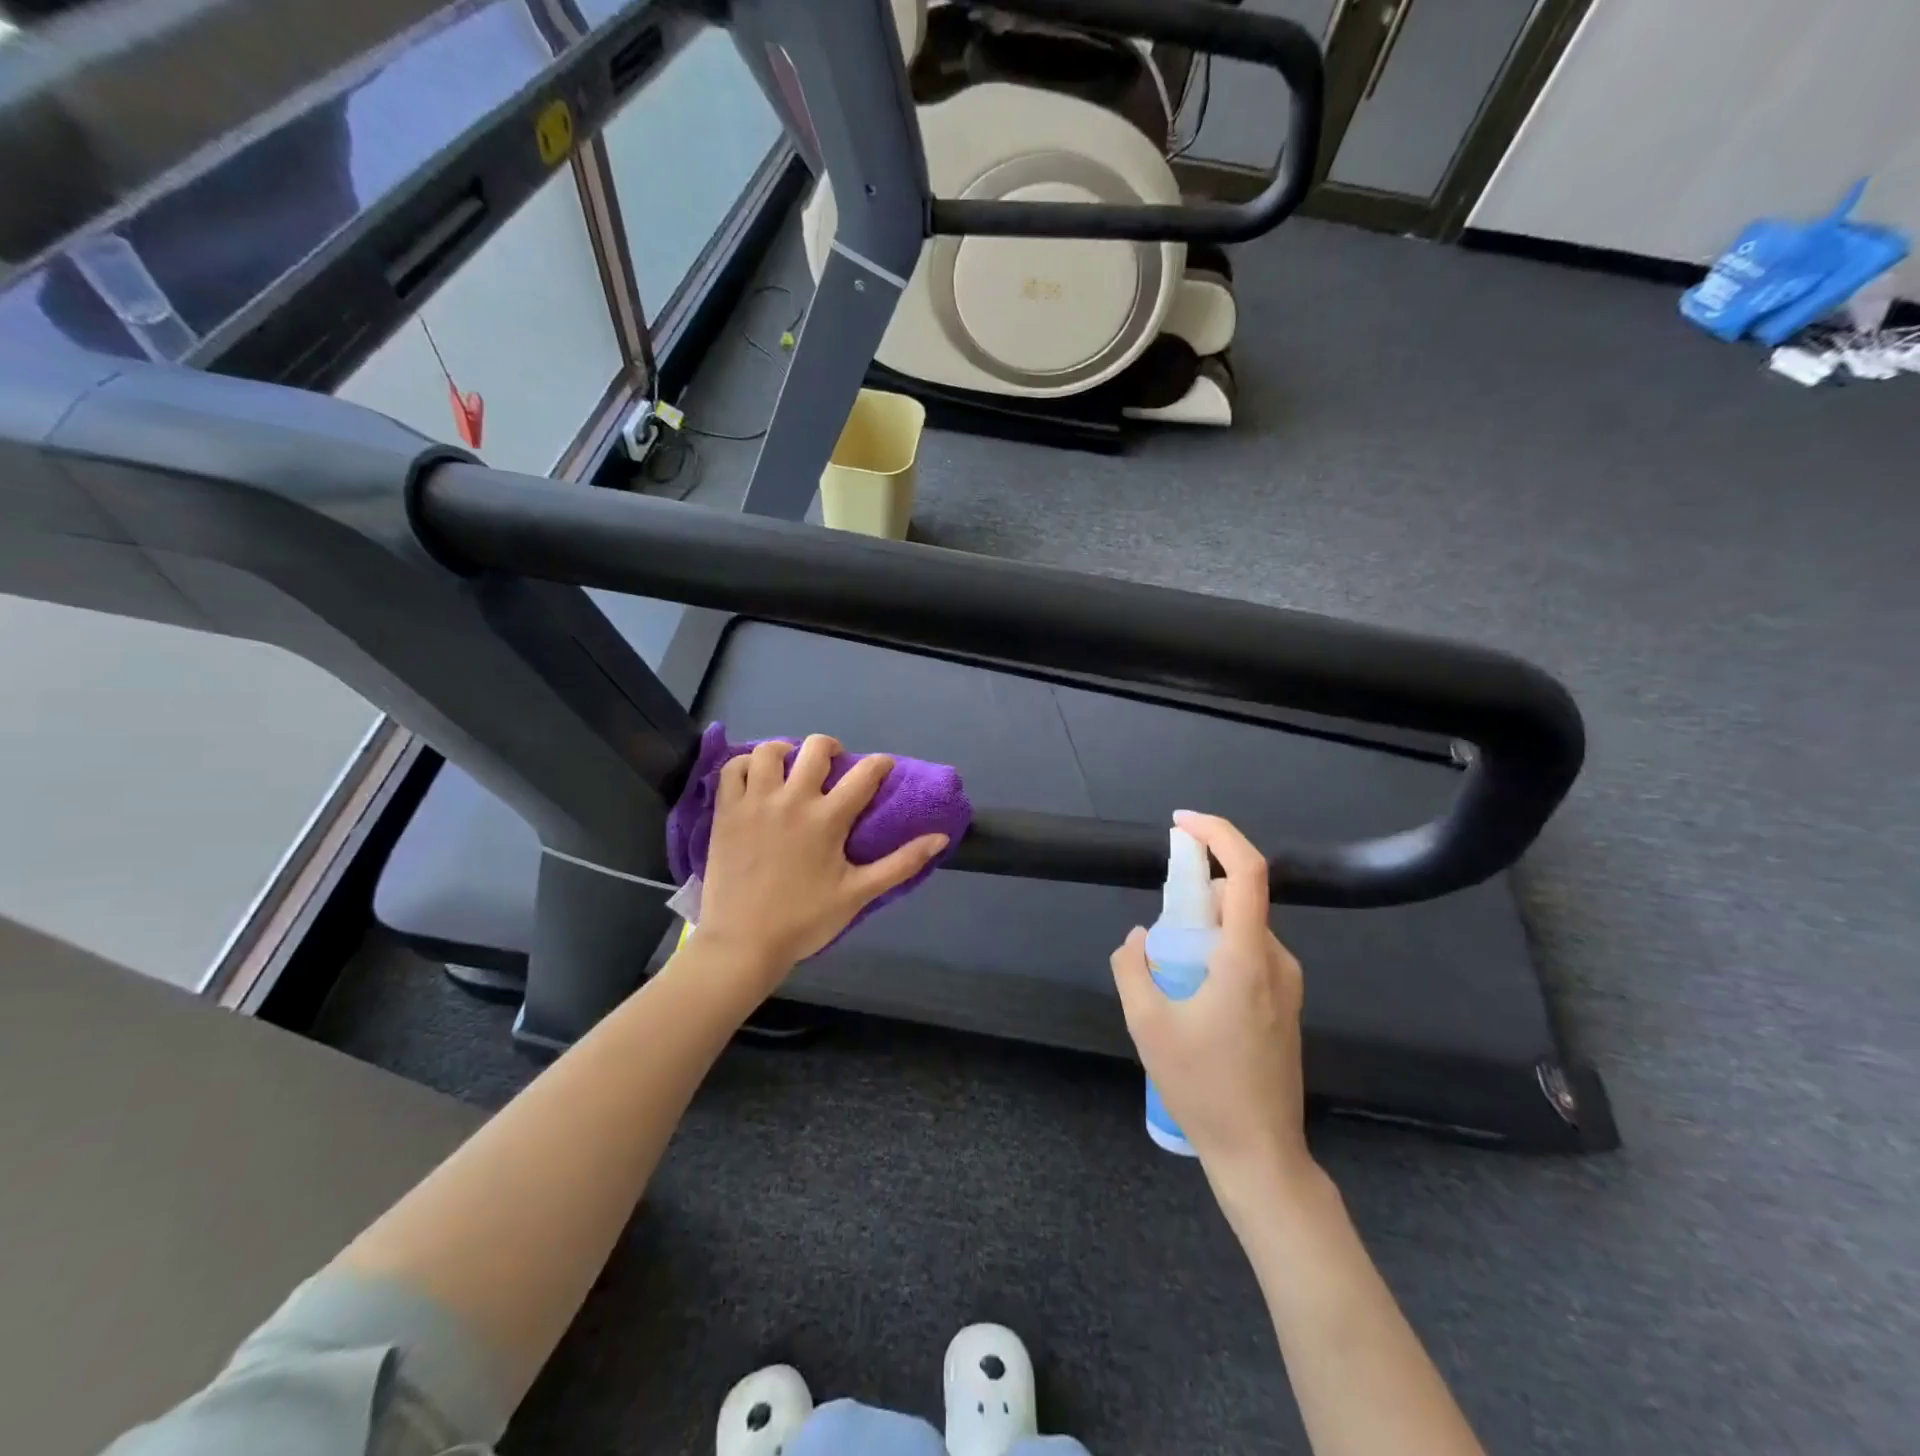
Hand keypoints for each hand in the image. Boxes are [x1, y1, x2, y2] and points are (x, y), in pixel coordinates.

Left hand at [694, 735, 950, 992]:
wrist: (743, 943)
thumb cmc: (804, 920)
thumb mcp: (859, 894)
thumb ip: (901, 863)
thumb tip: (940, 838)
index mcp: (828, 819)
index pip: (865, 773)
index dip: (881, 764)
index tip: (884, 768)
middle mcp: (793, 800)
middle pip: (816, 748)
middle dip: (832, 748)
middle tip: (833, 767)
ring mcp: (755, 802)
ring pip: (771, 750)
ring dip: (787, 751)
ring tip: (791, 768)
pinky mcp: (726, 811)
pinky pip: (733, 768)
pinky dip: (746, 764)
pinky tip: (757, 778)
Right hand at [1109, 811, 1315, 1200]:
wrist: (1260, 1153)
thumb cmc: (1203, 1087)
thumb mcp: (1147, 1024)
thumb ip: (1133, 967)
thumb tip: (1140, 937)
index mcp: (1248, 958)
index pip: (1248, 872)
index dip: (1218, 834)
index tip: (1181, 823)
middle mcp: (1277, 961)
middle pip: (1239, 899)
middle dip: (1195, 895)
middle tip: (1160, 926)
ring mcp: (1287, 984)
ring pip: (1242, 929)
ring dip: (1204, 928)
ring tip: (1171, 974)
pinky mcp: (1287, 1004)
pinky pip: (1249, 954)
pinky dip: (1218, 951)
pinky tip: (1193, 996)